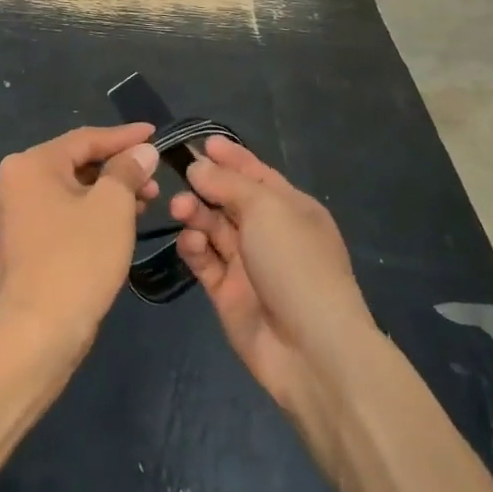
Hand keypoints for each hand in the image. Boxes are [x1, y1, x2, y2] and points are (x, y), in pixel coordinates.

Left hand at [0, 124, 159, 363]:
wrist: (36, 335)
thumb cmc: (76, 260)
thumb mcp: (112, 207)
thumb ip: (128, 170)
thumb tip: (142, 151)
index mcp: (31, 164)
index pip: (86, 139)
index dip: (125, 137)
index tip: (156, 134)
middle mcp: (17, 181)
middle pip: (78, 162)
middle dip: (120, 168)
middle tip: (155, 177)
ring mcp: (18, 213)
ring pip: (74, 189)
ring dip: (110, 192)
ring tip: (147, 201)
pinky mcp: (25, 242)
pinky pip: (65, 213)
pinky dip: (93, 212)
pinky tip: (122, 223)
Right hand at [171, 137, 374, 443]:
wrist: (312, 349)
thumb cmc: (296, 263)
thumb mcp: (267, 209)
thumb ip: (228, 184)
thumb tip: (198, 166)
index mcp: (291, 208)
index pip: (256, 174)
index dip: (230, 157)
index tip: (201, 142)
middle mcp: (270, 233)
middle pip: (230, 199)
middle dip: (206, 185)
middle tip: (181, 176)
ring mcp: (248, 264)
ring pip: (213, 228)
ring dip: (195, 213)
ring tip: (180, 209)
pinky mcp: (228, 294)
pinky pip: (205, 260)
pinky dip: (194, 247)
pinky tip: (190, 241)